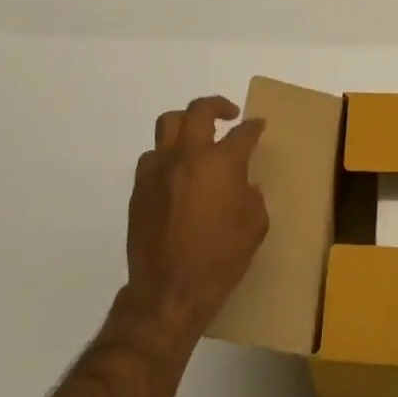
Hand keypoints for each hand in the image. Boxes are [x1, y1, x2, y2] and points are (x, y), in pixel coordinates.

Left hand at [121, 96, 268, 341]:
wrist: (170, 290)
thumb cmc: (221, 258)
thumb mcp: (255, 226)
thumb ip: (253, 196)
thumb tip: (245, 184)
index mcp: (222, 163)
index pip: (242, 133)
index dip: (253, 127)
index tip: (258, 125)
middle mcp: (188, 156)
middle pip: (199, 111)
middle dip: (217, 106)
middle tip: (228, 114)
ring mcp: (159, 169)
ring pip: (168, 124)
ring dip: (186, 123)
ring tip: (196, 135)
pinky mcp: (139, 187)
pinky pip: (152, 156)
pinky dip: (166, 155)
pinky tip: (176, 171)